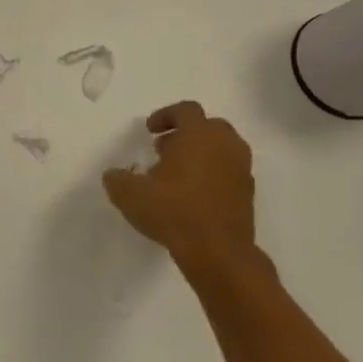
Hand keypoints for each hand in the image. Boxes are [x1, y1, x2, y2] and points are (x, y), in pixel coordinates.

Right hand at [103, 102, 255, 267]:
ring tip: (175, 175)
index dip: (165, 116)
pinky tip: (191, 196)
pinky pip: (228, 172)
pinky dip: (211, 175)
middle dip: (184, 134)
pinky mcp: (248, 194)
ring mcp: (241, 170)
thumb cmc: (173, 210)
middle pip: (208, 126)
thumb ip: (117, 179)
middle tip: (163, 150)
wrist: (218, 251)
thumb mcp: (129, 194)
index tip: (149, 131)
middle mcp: (226, 145)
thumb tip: (114, 175)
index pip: (186, 110)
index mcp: (199, 135)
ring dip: (199, 155)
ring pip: (221, 149)